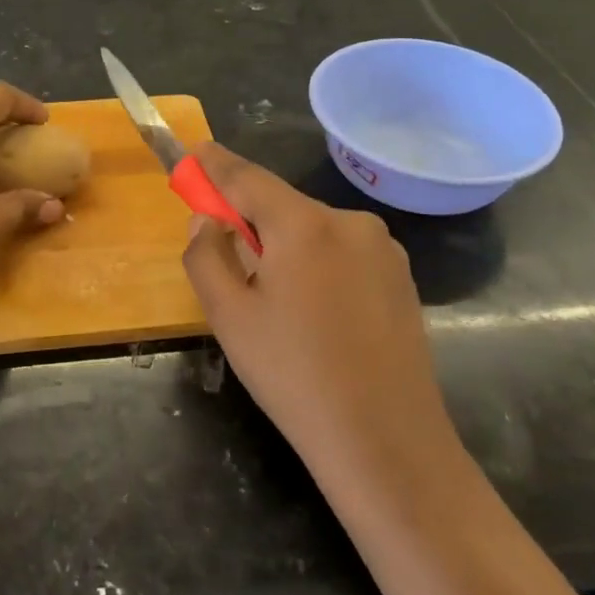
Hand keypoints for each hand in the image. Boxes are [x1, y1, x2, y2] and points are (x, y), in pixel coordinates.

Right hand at [181, 143, 459, 483]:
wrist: (386, 442)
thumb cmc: (294, 376)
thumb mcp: (229, 317)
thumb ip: (205, 256)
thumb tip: (207, 220)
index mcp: (304, 225)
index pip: (247, 177)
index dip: (215, 165)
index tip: (194, 152)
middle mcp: (349, 222)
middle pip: (282, 205)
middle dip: (248, 217)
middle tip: (223, 248)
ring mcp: (383, 249)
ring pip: (313, 230)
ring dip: (284, 244)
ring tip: (273, 299)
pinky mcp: (401, 277)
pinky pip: (342, 252)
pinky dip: (316, 262)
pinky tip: (313, 311)